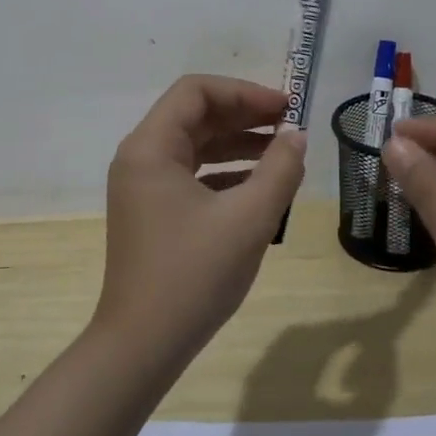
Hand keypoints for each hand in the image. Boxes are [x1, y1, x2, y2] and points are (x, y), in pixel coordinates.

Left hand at [97, 75, 306, 363]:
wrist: (143, 344)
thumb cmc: (194, 275)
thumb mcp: (249, 219)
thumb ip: (280, 170)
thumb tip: (296, 137)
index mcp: (151, 148)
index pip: (196, 92)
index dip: (244, 92)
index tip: (285, 107)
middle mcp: (140, 158)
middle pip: (194, 115)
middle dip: (244, 115)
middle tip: (289, 126)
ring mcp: (142, 187)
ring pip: (194, 146)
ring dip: (237, 143)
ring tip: (283, 152)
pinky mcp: (151, 212)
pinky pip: (190, 175)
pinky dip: (224, 172)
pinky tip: (259, 186)